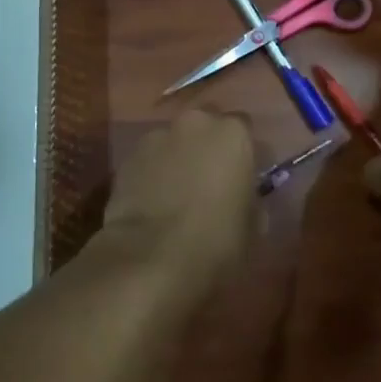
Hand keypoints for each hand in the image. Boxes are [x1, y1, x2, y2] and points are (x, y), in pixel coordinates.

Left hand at [99, 110, 256, 281]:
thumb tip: (244, 196)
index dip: (242, 152)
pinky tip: (153, 202)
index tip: (241, 175)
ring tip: (176, 194)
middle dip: (207, 146)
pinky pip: (148, 160)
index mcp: (232, 133)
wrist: (151, 258)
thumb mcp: (253, 226)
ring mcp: (156, 137)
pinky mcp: (127, 158)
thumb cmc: (216, 241)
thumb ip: (250, 198)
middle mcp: (195, 123)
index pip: (244, 129)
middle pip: (205, 126)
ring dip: (178, 158)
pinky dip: (152, 173)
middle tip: (209, 180)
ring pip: (173, 141)